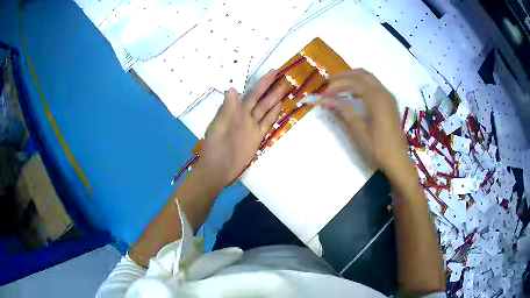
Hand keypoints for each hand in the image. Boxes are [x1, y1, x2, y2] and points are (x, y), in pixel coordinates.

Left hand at [196, 70, 284, 186]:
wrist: (218, 168)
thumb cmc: (215, 146)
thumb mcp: (218, 126)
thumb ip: (227, 109)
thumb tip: (233, 88)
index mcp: (235, 111)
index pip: (251, 93)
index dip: (261, 83)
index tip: (272, 72)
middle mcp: (245, 116)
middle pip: (261, 99)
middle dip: (270, 87)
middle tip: (282, 76)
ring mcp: (252, 126)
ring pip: (265, 109)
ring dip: (274, 99)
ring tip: (284, 87)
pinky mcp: (257, 137)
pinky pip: (267, 123)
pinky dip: (273, 114)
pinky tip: (280, 106)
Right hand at [318, 69, 409, 174]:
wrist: (397, 160)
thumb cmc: (377, 147)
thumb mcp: (358, 130)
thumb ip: (342, 111)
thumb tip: (324, 100)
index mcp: (377, 98)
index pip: (353, 82)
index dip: (336, 85)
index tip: (324, 95)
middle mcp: (384, 92)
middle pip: (362, 74)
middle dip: (344, 77)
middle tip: (329, 86)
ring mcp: (388, 97)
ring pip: (369, 78)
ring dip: (353, 79)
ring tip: (339, 88)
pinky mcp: (390, 103)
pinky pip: (374, 86)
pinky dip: (362, 85)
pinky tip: (354, 96)